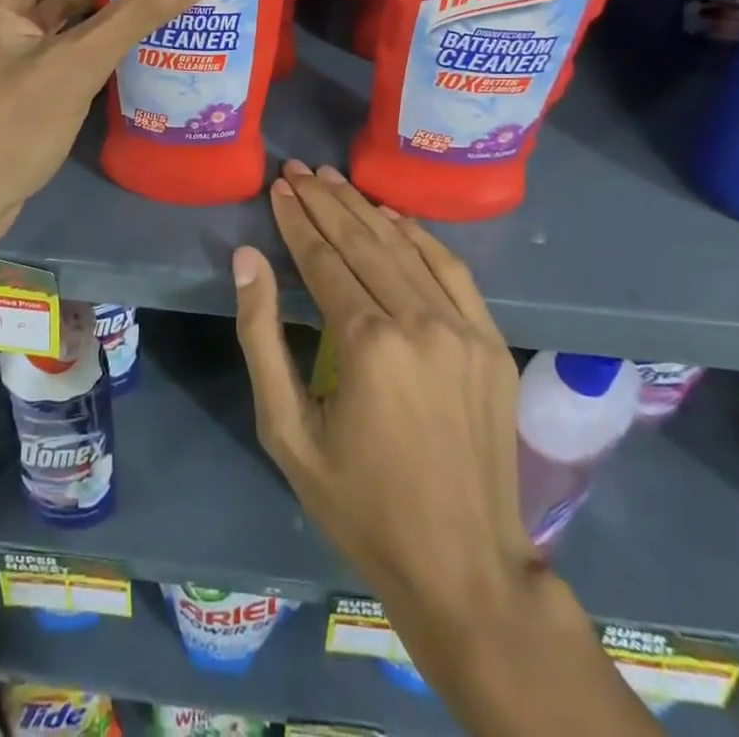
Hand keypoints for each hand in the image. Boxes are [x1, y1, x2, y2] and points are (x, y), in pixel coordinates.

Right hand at [232, 162, 536, 648]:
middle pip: (363, 242)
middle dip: (325, 201)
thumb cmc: (361, 504)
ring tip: (334, 179)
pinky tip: (394, 216)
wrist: (464, 569)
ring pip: (405, 248)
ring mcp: (464, 329)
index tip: (278, 187)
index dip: (296, 220)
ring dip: (365, 209)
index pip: (323, 259)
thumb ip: (262, 337)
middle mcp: (419, 322)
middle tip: (299, 169)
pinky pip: (452, 270)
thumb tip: (247, 259)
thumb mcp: (286, 431)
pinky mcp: (491, 342)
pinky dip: (420, 236)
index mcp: (368, 343)